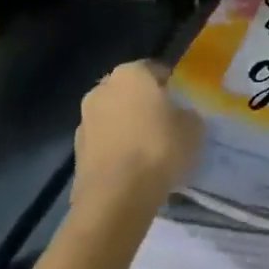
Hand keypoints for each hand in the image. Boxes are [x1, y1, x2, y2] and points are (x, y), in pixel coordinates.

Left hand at [71, 61, 203, 206]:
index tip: (180, 103)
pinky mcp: (76, 154)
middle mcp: (102, 90)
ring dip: (127, 127)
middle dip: (143, 104)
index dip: (169, 86)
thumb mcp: (193, 128)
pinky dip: (115, 150)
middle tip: (164, 123)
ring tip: (148, 150)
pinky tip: (132, 169)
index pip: (154, 70)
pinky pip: (104, 144)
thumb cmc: (158, 149)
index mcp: (131, 73)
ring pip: (113, 118)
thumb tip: (181, 116)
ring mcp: (84, 122)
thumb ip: (187, 114)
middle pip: (129, 92)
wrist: (115, 199)